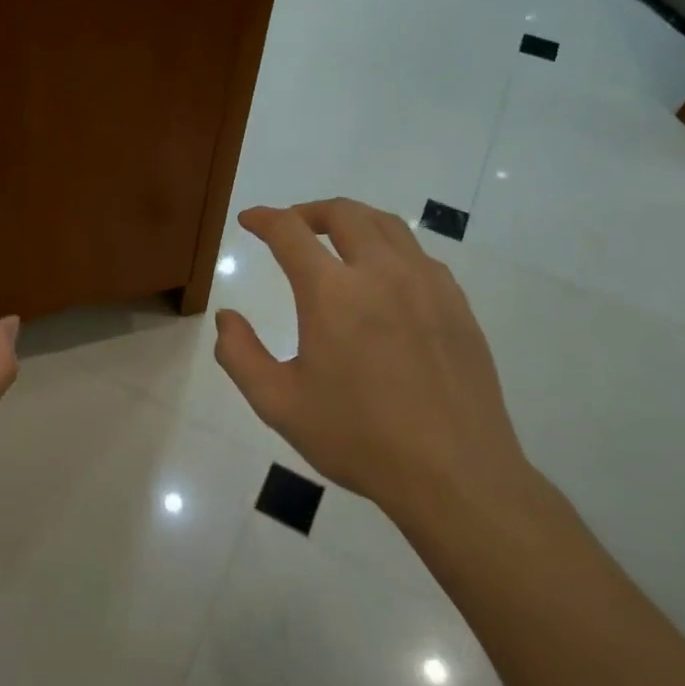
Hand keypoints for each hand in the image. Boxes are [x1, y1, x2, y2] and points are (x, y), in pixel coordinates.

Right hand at [213, 198, 530, 531]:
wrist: (454, 474)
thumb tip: (227, 318)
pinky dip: (390, 249)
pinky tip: (384, 278)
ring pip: (387, 225)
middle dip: (309, 210)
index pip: (289, 232)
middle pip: (344, 213)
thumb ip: (240, 355)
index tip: (250, 219)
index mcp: (332, 293)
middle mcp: (381, 273)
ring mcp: (427, 285)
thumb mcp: (279, 404)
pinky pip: (419, 256)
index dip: (264, 219)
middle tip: (291, 225)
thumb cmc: (358, 438)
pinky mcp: (457, 306)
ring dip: (352, 221)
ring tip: (335, 240)